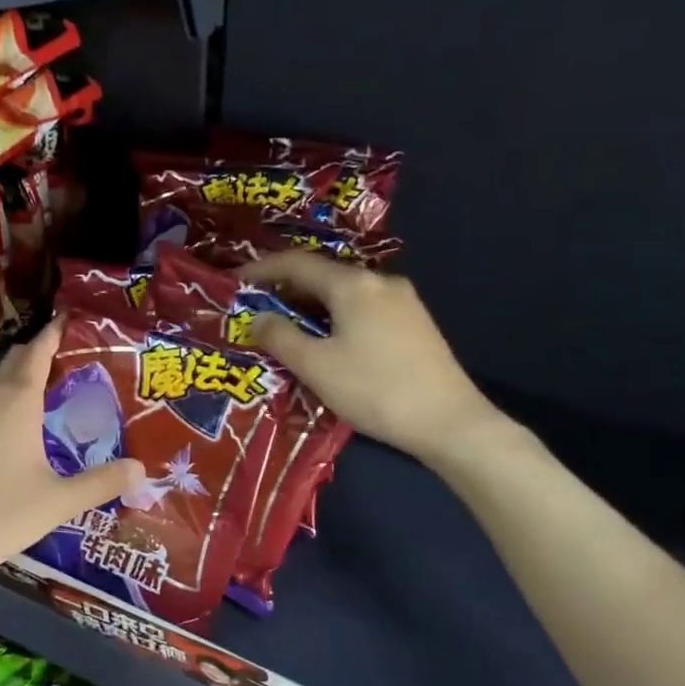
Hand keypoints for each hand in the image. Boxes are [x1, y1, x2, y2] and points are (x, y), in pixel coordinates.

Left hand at [0, 317, 143, 592]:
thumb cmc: (0, 515)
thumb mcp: (59, 501)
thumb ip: (102, 482)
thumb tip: (142, 469)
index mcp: (17, 404)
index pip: (37, 353)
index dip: (54, 332)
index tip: (72, 315)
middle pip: (16, 361)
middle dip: (41, 349)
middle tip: (74, 351)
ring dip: (23, 373)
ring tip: (55, 381)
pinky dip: (10, 395)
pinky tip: (24, 421)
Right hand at [241, 252, 499, 461]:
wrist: (448, 421)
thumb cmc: (374, 390)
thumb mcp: (316, 366)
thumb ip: (281, 337)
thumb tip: (258, 318)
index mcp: (353, 285)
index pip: (297, 264)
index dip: (262, 268)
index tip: (236, 279)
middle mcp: (380, 281)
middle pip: (324, 275)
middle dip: (287, 289)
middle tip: (257, 309)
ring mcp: (403, 301)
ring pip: (345, 294)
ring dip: (312, 305)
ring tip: (287, 328)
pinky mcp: (415, 323)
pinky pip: (364, 308)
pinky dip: (336, 317)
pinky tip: (328, 341)